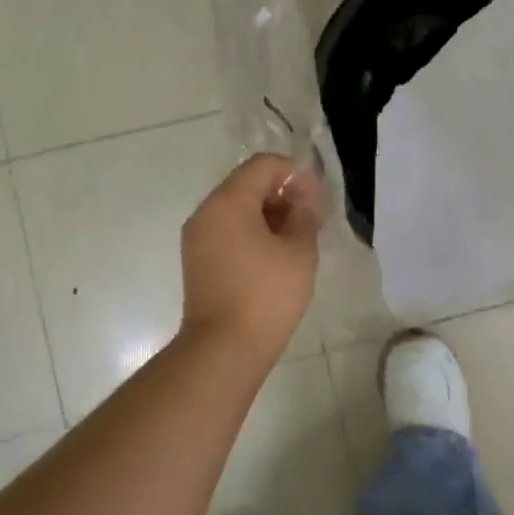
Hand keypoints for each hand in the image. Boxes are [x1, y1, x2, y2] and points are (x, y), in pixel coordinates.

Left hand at [180, 154, 324, 361]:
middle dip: (282, 194)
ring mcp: (197, 237)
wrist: (224, 349)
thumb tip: (304, 197)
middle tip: (310, 220)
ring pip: (236, 208)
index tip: (316, 200)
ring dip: (268, 214)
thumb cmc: (266, 296)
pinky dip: (251, 232)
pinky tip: (274, 256)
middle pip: (247, 184)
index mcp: (228, 202)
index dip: (294, 174)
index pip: (263, 165)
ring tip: (296, 240)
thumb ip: (305, 214)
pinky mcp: (197, 260)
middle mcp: (206, 212)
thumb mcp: (299, 251)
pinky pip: (227, 231)